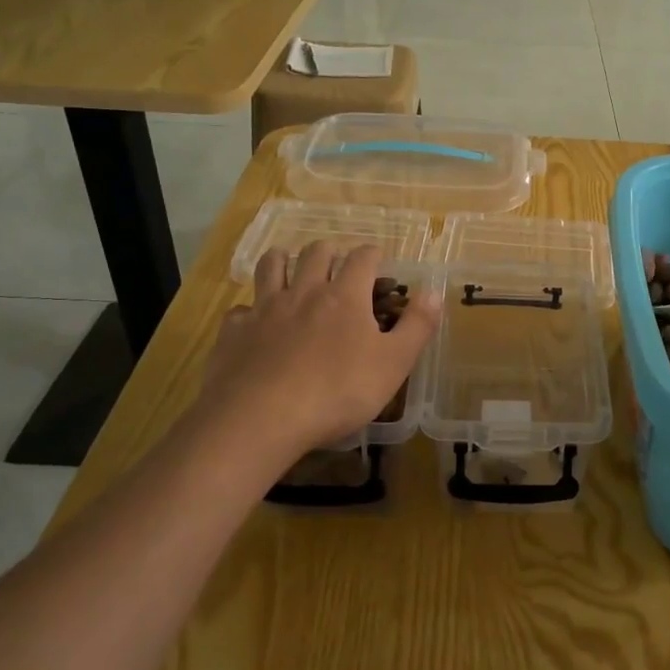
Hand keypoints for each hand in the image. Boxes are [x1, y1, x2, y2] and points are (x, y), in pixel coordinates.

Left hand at [195, 242, 438, 456]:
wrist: (261, 418)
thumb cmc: (338, 392)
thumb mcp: (394, 364)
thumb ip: (417, 326)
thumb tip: (434, 292)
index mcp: (345, 296)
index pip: (362, 258)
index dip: (373, 255)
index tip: (379, 262)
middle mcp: (304, 291)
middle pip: (315, 253)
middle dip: (329, 252)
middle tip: (336, 264)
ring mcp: (264, 309)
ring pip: (271, 267)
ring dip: (283, 260)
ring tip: (289, 266)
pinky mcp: (234, 331)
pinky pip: (241, 309)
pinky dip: (250, 310)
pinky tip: (254, 322)